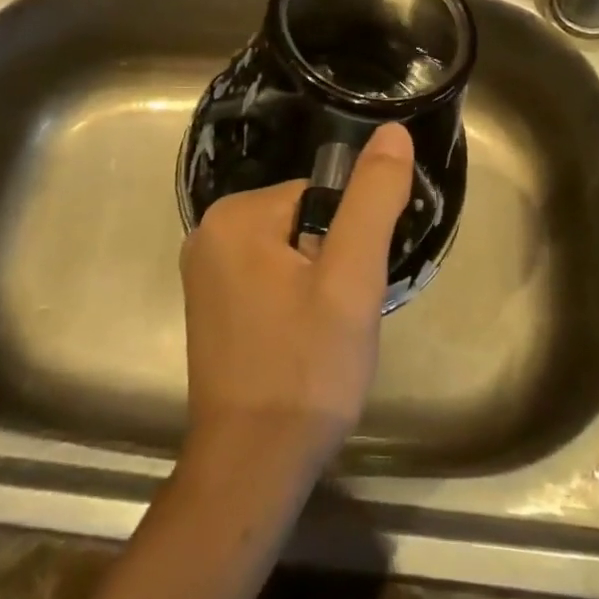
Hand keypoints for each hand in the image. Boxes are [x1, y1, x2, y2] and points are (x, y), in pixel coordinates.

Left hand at [179, 122, 413, 486]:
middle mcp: (209, 233)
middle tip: (337, 318)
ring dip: (318, 286)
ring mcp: (206, 273)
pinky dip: (294, 303)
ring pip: (292, 253)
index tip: (348, 289)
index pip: (318, 197)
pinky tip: (299, 345)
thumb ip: (372, 199)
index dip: (348, 240)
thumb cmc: (306, 369)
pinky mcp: (212, 306)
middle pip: (304, 222)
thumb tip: (392, 131)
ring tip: (321, 336)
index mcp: (235, 215)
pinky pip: (270, 279)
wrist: (253, 467)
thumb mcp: (352, 278)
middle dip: (332, 263)